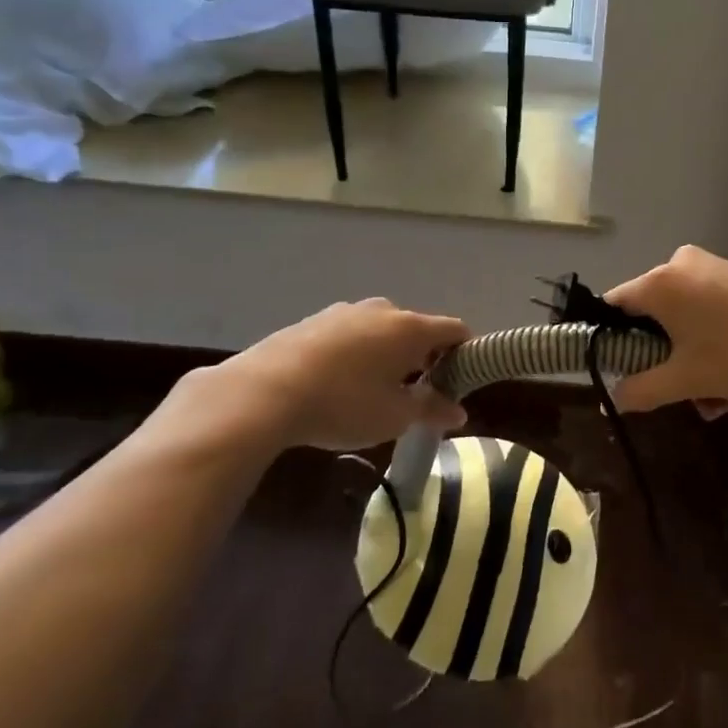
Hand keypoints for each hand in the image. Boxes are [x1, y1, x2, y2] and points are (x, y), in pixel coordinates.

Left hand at [153, 300, 469, 460]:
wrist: (263, 392)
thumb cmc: (344, 404)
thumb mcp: (394, 416)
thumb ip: (431, 410)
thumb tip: (459, 411)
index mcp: (410, 328)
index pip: (455, 329)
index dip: (465, 352)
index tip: (460, 380)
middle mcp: (383, 310)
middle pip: (417, 328)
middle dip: (423, 357)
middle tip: (415, 393)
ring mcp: (345, 311)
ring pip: (381, 330)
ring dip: (387, 354)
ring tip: (372, 390)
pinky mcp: (313, 321)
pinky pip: (349, 334)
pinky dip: (356, 353)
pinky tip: (337, 383)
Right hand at [604, 245, 727, 412]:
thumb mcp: (687, 380)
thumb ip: (642, 390)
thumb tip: (615, 398)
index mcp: (658, 283)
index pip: (613, 305)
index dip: (609, 339)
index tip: (621, 369)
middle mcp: (681, 264)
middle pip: (652, 313)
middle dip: (660, 356)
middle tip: (676, 391)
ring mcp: (715, 266)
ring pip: (685, 315)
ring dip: (690, 355)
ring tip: (715, 399)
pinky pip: (711, 307)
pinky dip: (713, 338)